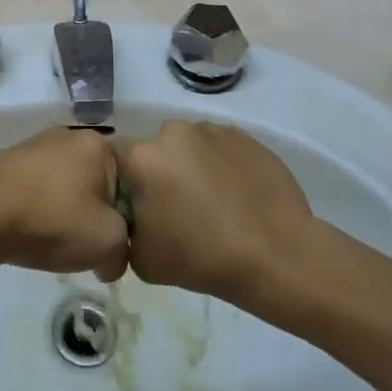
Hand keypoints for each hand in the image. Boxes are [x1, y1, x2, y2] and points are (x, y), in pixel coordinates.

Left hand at [0, 128, 128, 282]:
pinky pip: (36, 188)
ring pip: (65, 185)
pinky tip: (30, 231)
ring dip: (65, 212)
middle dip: (95, 213)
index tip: (115, 244)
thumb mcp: (108, 243)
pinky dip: (39, 209)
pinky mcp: (8, 161)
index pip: (130, 181)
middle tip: (87, 245)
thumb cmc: (55, 218)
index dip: (127, 217)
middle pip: (96, 181)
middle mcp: (69, 135)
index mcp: (99, 144)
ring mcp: (35, 145)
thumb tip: (110, 261)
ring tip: (54, 241)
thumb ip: (123, 252)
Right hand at [120, 121, 314, 307]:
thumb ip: (126, 231)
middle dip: (161, 173)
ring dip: (193, 167)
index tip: (139, 206)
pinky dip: (223, 166)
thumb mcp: (142, 258)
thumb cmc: (200, 257)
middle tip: (177, 208)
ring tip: (214, 203)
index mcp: (143, 156)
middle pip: (156, 150)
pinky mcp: (246, 137)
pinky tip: (238, 197)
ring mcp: (213, 131)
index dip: (126, 182)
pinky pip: (222, 149)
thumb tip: (134, 220)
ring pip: (190, 147)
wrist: (275, 254)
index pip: (116, 158)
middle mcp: (174, 132)